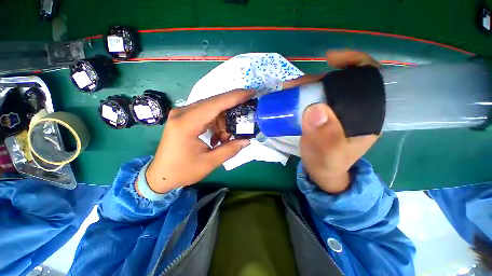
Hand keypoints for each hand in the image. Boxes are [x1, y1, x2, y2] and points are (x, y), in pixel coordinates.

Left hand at [144, 89, 254, 193]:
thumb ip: (230, 149)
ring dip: (224, 121)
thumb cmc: (182, 171)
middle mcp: (183, 113)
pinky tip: (218, 137)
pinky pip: (206, 114)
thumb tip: (247, 140)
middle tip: (246, 115)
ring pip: (212, 109)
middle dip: (232, 109)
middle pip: (214, 103)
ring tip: (227, 137)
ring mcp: (182, 114)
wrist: (160, 175)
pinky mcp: (184, 117)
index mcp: (187, 124)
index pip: (215, 104)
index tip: (251, 92)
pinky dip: (217, 123)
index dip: (235, 97)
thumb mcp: (209, 163)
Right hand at [283, 50, 379, 193]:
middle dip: (318, 78)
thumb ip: (324, 136)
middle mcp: (355, 110)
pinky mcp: (325, 115)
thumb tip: (315, 108)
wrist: (322, 171)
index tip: (331, 60)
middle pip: (341, 82)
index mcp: (367, 116)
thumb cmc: (327, 164)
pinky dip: (303, 94)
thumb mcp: (327, 154)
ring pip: (325, 90)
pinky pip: (316, 98)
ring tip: (288, 89)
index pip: (370, 80)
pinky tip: (292, 96)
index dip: (354, 63)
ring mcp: (338, 112)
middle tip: (295, 85)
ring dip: (307, 86)